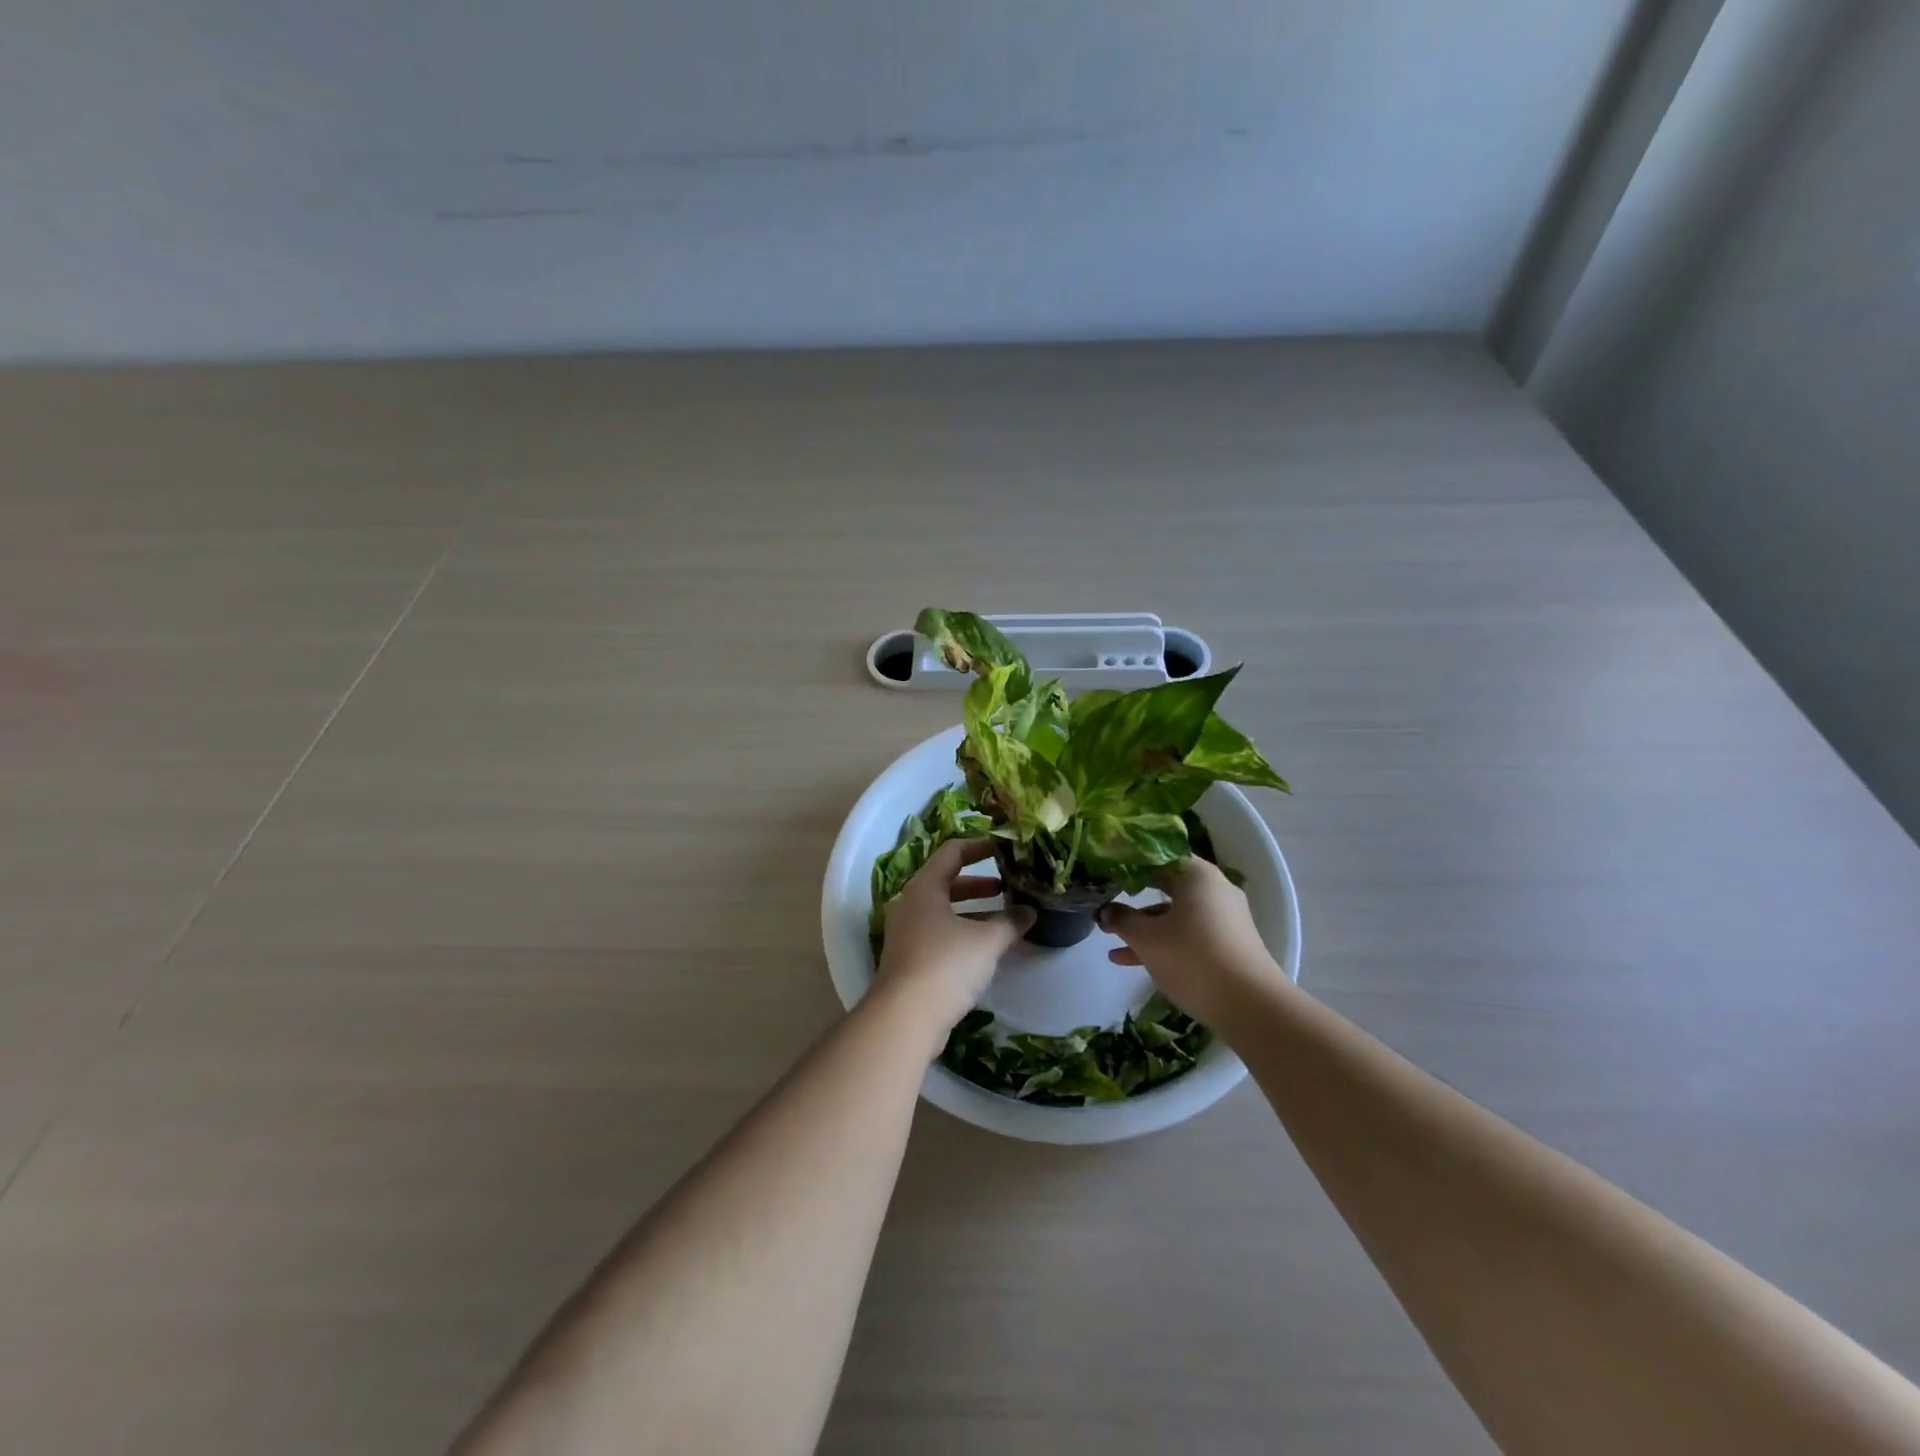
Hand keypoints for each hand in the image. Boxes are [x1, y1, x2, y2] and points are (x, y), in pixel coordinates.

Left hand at [874, 838, 1035, 1031]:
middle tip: (1007, 887)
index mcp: (924, 887)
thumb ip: (1010, 922)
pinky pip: (938, 933)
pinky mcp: (908, 959)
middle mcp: (910, 904)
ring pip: (943, 910)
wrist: (905, 1018)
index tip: (1003, 849)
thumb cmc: (946, 964)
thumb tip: (1030, 912)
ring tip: (1003, 918)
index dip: (979, 846)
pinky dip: (962, 932)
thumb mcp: (986, 941)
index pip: (952, 852)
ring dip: (972, 911)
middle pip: (946, 882)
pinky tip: (985, 948)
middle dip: (978, 884)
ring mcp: (906, 932)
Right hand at [1098, 857, 1289, 1026]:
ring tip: (1110, 942)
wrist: (1251, 1006)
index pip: (1156, 858)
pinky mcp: (1228, 944)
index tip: (1104, 875)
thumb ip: (1122, 919)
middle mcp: (1214, 889)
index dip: (1127, 866)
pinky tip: (1132, 961)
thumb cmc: (1192, 958)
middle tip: (1104, 907)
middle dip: (1132, 900)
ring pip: (1175, 914)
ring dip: (1144, 927)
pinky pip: (1188, 934)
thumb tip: (1105, 911)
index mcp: (1196, 874)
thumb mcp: (1147, 938)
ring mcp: (1224, 918)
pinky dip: (1164, 943)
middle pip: (1165, 886)